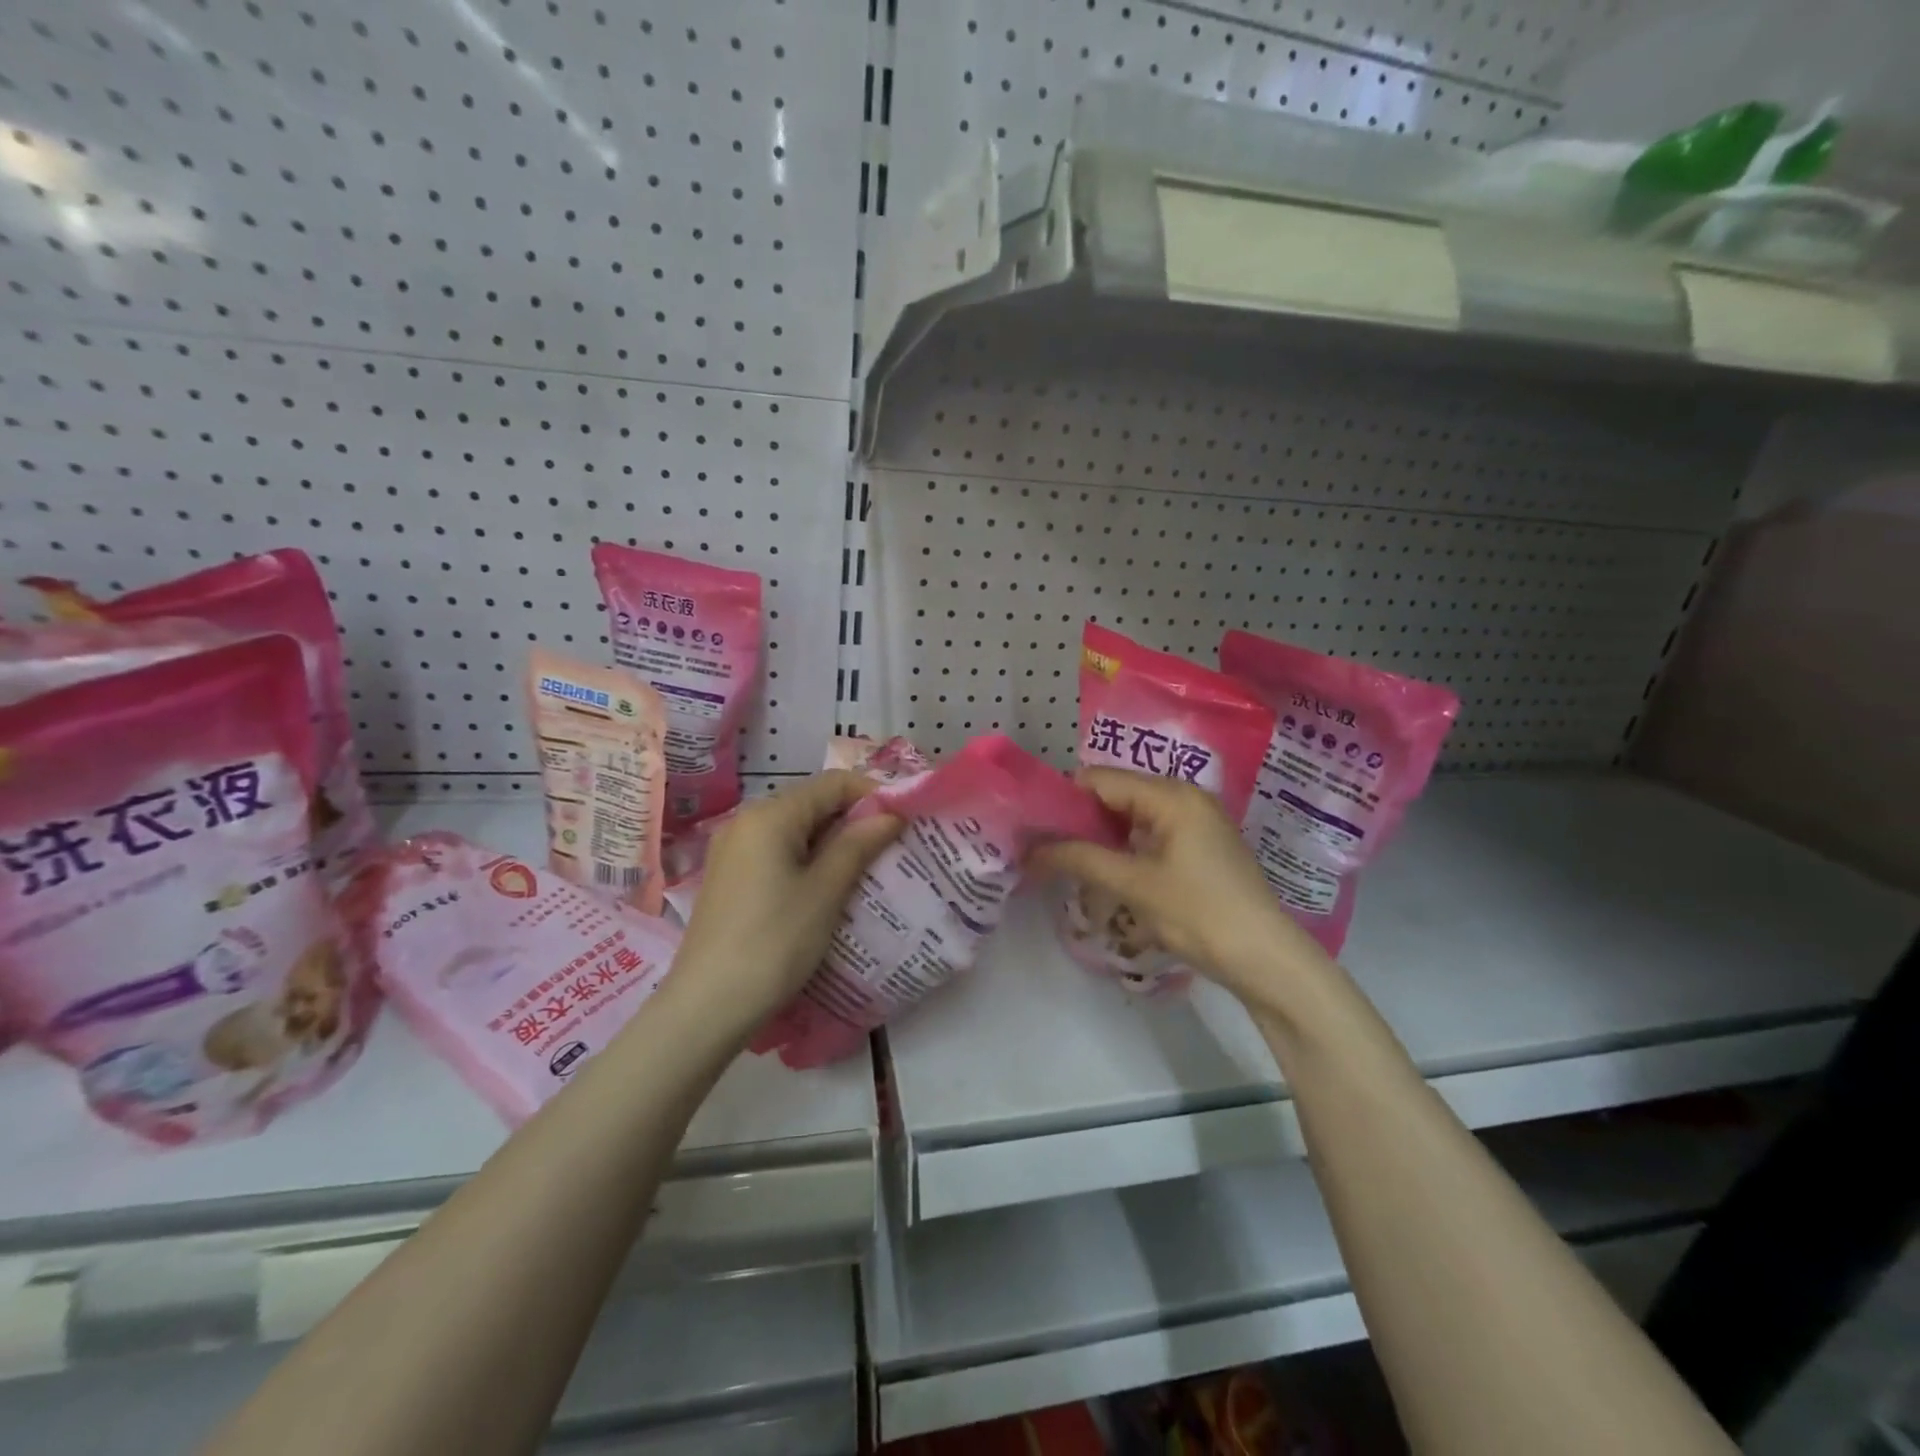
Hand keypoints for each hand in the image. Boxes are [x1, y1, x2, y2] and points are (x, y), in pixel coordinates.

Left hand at [668, 771, 901, 1037]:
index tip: (905, 820)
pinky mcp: (731, 878)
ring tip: (868, 870)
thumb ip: (858, 845)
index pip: (833, 784)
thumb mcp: (825, 892)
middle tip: (892, 848)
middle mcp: (747, 821)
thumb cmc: (773, 943)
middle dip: (855, 820)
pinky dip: (809, 861)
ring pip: (797, 831)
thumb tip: (891, 813)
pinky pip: (779, 853)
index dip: (873, 794)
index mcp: (770, 815)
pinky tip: (829, 889)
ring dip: (835, 843)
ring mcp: (734, 850)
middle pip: (813, 804)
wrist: (706, 1007)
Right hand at [1032, 768, 1332, 1009]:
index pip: (1100, 779)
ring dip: (1100, 837)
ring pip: (1131, 817)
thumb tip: (1030, 850)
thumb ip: (1080, 859)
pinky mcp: (1199, 846)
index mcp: (1171, 795)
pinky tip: (1103, 871)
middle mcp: (1184, 797)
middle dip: (1079, 819)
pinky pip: (1150, 834)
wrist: (1266, 959)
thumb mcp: (1134, 885)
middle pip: (1116, 795)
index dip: (1063, 798)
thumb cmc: (1199, 914)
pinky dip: (1124, 848)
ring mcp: (1195, 822)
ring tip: (1065, 861)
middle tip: (1042, 846)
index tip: (1031, 824)